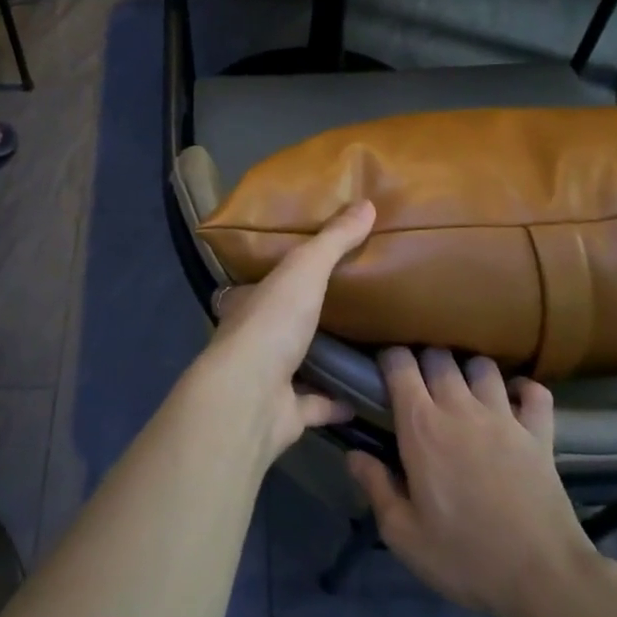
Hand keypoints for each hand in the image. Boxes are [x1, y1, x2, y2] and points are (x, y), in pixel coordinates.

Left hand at [200, 201, 374, 462]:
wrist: (251, 397)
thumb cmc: (272, 324)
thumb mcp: (304, 269)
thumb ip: (333, 240)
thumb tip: (367, 203)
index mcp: (249, 302)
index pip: (263, 282)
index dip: (283, 273)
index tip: (310, 267)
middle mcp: (254, 338)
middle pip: (281, 323)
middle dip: (305, 315)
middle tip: (349, 303)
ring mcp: (268, 378)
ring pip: (298, 364)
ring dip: (323, 358)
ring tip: (364, 345)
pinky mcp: (286, 414)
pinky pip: (316, 405)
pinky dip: (337, 402)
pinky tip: (366, 394)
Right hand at [348, 350, 600, 616]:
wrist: (542, 579)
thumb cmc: (465, 557)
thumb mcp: (404, 534)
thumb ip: (375, 487)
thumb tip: (354, 454)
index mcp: (421, 426)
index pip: (400, 363)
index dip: (389, 359)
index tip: (384, 374)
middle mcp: (460, 408)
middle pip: (439, 356)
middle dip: (426, 361)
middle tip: (421, 386)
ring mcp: (504, 417)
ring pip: (483, 366)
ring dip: (470, 371)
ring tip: (465, 391)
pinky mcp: (539, 434)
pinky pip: (535, 392)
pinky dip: (524, 390)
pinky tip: (514, 402)